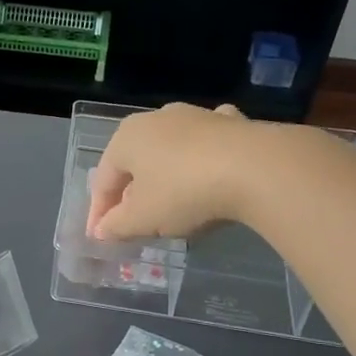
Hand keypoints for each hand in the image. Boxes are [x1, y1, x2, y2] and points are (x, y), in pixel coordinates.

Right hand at [87, 103, 261, 241]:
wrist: (256, 168)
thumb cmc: (183, 192)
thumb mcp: (142, 219)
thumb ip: (116, 226)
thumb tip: (101, 230)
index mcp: (126, 137)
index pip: (104, 180)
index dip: (98, 212)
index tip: (99, 239)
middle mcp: (156, 119)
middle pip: (135, 163)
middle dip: (131, 193)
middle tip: (132, 223)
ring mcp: (196, 116)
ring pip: (170, 151)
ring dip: (165, 176)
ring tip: (170, 203)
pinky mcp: (231, 123)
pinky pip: (206, 145)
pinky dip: (202, 159)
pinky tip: (210, 171)